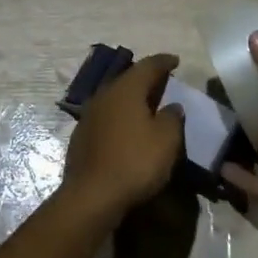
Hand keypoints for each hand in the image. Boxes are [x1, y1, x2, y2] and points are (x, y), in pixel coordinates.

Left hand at [63, 54, 185, 222]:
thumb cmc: (135, 162)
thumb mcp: (166, 140)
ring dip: (132, 99)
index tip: (176, 61)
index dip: (164, 62)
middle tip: (163, 82)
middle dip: (146, 79)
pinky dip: (121, 117)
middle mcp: (104, 95)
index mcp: (126, 89)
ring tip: (147, 105)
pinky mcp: (82, 137)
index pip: (148, 66)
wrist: (91, 197)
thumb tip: (172, 106)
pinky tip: (128, 129)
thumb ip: (172, 118)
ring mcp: (89, 116)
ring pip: (115, 98)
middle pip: (128, 80)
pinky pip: (107, 117)